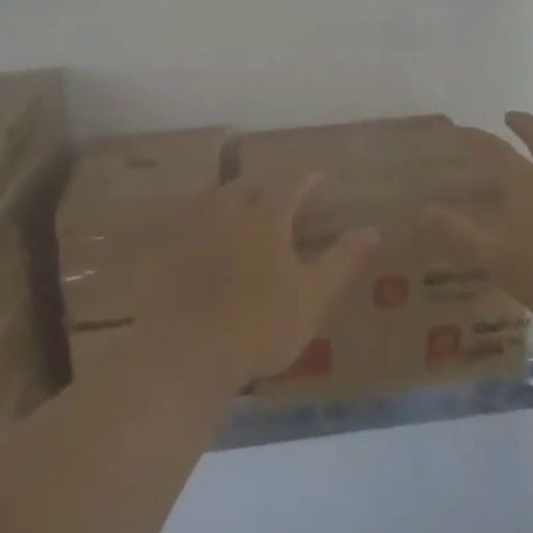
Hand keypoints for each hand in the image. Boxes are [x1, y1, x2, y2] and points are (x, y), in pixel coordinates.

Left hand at [131, 176, 376, 393]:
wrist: (185, 354)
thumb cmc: (260, 325)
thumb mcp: (313, 297)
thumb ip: (342, 260)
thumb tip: (371, 229)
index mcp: (264, 218)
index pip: (290, 188)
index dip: (306, 183)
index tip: (318, 178)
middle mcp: (224, 212)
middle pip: (244, 189)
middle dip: (262, 192)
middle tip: (274, 202)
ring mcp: (188, 230)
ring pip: (209, 203)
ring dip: (226, 204)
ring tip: (235, 216)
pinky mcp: (161, 254)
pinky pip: (180, 229)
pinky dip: (195, 230)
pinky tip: (196, 247)